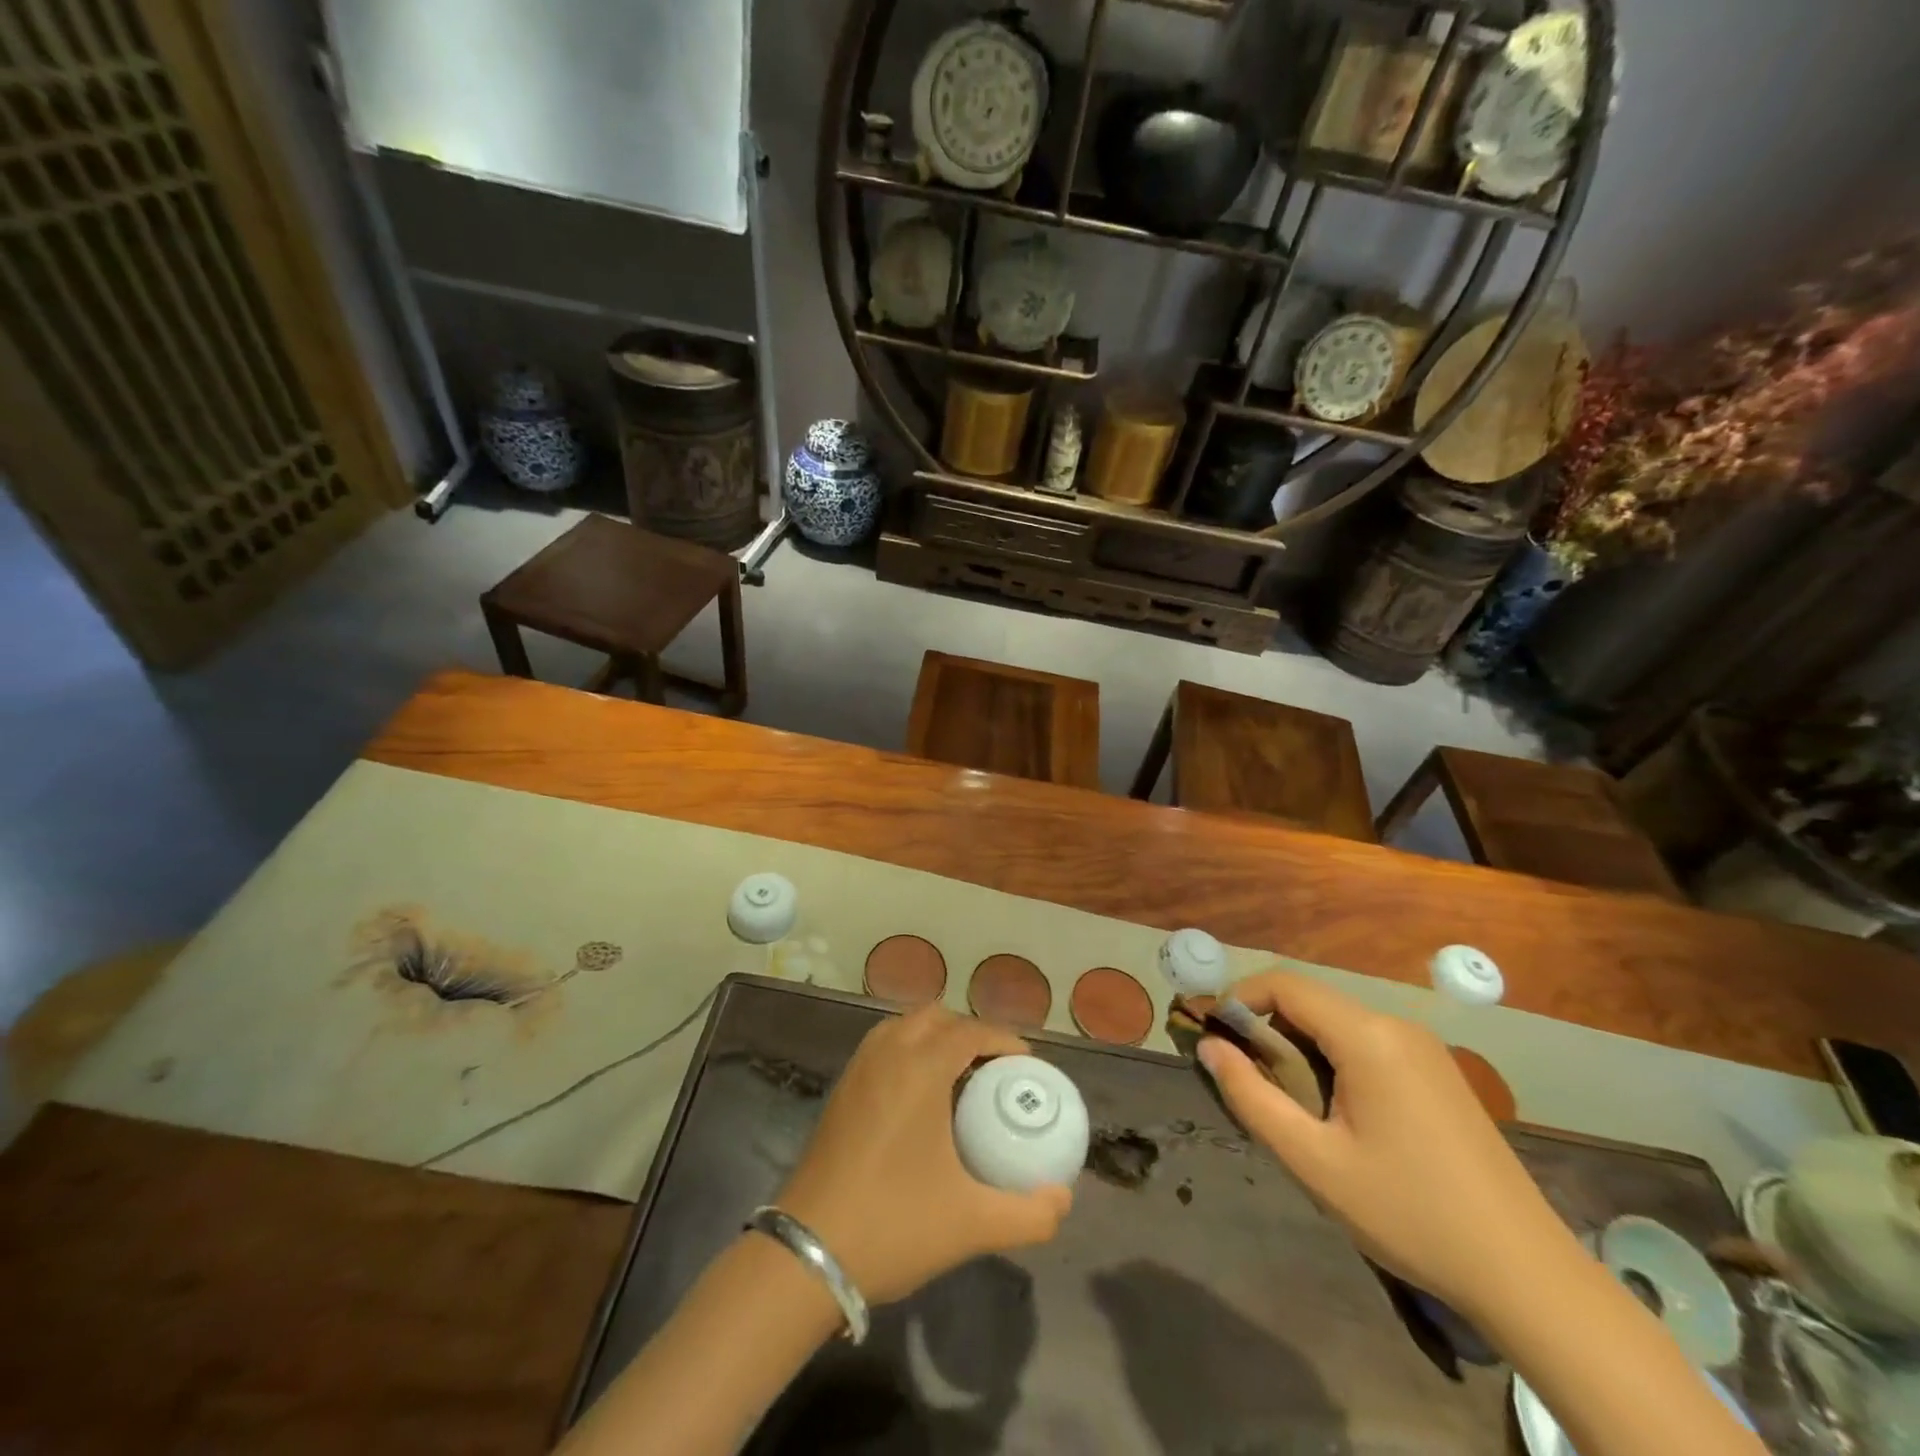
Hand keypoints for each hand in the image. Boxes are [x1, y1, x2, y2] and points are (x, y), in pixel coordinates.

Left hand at [774, 1006, 1072, 1304]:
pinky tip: (919, 1098)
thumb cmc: (894, 1225)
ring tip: (958, 1078)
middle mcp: (887, 1053)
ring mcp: (858, 1068)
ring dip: (934, 1038)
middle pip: (935, 1017)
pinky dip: (907, 1051)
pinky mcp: (840, 1090)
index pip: (970, 1030)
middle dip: (969, 1032)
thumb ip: (1029, 1213)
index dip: (1003, 1039)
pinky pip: (882, 1047)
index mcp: (920, 1068)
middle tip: (994, 1070)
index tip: (1027, 1064)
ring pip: (903, 1026)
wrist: (807, 1253)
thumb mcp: (972, 1224)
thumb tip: (1063, 1198)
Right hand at [1199, 972, 1574, 1316]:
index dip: (1239, 999)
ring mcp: (1423, 1047)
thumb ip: (1251, 1096)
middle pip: (1311, 1001)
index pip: (1285, 985)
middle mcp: (1396, 1025)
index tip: (1212, 1036)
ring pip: (1337, 1022)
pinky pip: (1366, 1042)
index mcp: (1367, 1036)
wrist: (1526, 1274)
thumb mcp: (1313, 1161)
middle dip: (1266, 1027)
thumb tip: (1208, 1047)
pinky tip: (1334, 1110)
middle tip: (1244, 1077)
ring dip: (1298, 1045)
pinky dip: (1332, 1057)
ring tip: (1285, 1100)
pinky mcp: (1438, 1071)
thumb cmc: (1409, 1213)